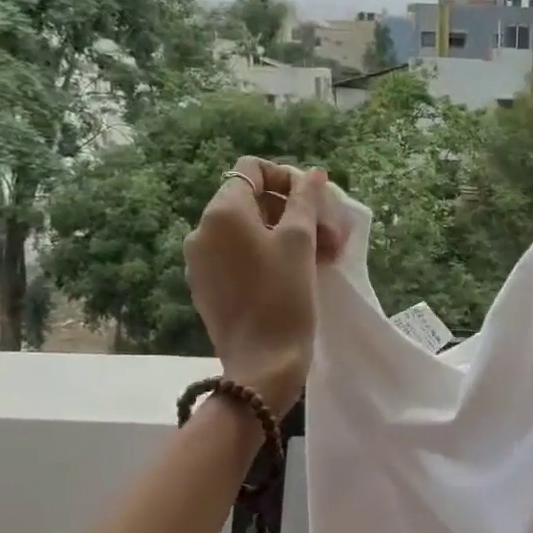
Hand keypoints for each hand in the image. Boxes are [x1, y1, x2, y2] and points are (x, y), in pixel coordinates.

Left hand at [184, 157, 340, 414]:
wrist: (263, 363)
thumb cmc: (285, 297)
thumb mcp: (300, 242)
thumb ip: (305, 200)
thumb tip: (312, 174)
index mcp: (222, 212)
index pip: (251, 169)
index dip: (287, 177)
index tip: (316, 202)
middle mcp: (202, 231)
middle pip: (251, 201)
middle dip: (294, 211)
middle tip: (331, 236)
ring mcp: (200, 262)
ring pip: (247, 232)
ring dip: (286, 235)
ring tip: (322, 257)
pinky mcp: (207, 288)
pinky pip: (238, 257)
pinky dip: (267, 256)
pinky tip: (296, 276)